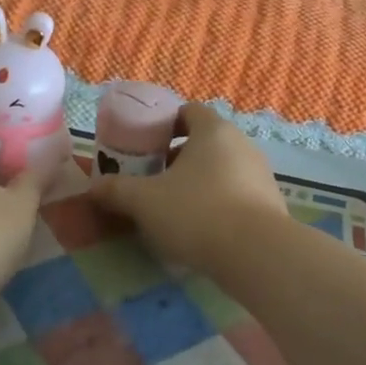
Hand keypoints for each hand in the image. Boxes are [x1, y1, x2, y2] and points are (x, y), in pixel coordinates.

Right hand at [87, 103, 287, 272]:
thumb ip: (116, 191)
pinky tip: (203, 228)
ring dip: (199, 181)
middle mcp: (242, 144)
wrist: (256, 253)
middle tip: (153, 179)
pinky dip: (219, 202)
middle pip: (205, 141)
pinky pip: (238, 193)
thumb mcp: (144, 202)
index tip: (145, 145)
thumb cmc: (196, 212)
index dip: (164, 124)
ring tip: (175, 207)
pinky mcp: (271, 203)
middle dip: (178, 157)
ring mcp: (261, 173)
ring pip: (222, 168)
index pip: (188, 111)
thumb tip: (93, 188)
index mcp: (213, 130)